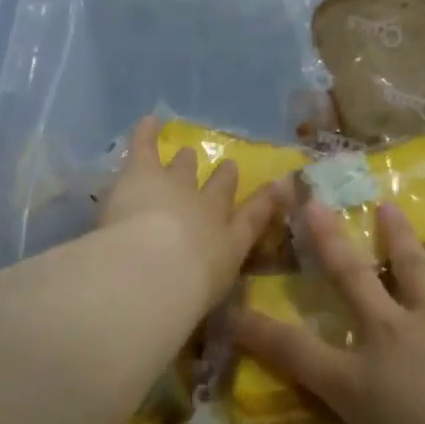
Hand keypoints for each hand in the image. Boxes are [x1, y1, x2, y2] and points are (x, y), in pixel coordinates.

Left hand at [100, 115, 285, 311]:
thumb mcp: (205, 297)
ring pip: (184, 167)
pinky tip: (148, 121)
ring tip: (186, 152)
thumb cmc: (183, 296)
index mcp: (229, 243)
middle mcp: (210, 209)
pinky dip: (147, 133)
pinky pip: (146, 146)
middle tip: (228, 167)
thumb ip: (208, 295)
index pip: (252, 219)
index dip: (265, 201)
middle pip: (220, 188)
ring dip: (185, 160)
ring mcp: (178, 185)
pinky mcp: (145, 171)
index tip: (279, 185)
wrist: (155, 269)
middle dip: (224, 178)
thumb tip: (209, 302)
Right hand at [230, 200, 424, 423]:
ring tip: (386, 206)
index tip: (233, 308)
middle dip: (327, 241)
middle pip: (350, 278)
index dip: (258, 332)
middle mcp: (392, 337)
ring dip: (398, 234)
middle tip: (312, 202)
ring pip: (411, 263)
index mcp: (362, 384)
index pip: (294, 354)